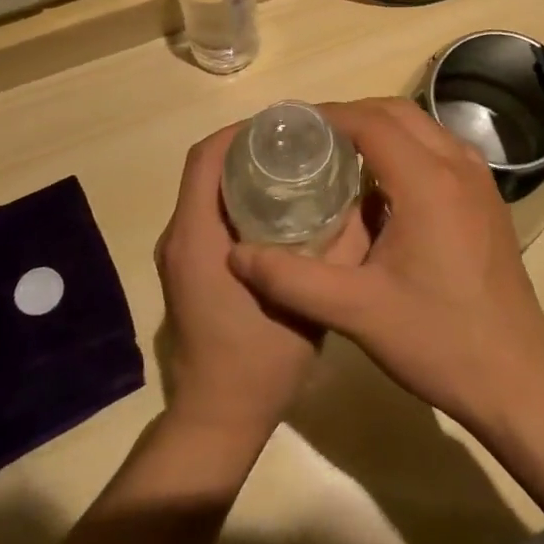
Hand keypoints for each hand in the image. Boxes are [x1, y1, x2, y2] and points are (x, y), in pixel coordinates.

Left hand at [154, 124, 364, 461]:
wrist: (217, 419)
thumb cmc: (260, 360)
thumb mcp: (310, 301)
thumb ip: (338, 250)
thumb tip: (363, 201)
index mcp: (197, 237)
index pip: (205, 158)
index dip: (240, 131)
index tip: (283, 124)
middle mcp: (180, 238)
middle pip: (206, 168)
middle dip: (247, 146)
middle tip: (299, 142)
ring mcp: (180, 256)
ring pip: (206, 191)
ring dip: (242, 171)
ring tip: (295, 166)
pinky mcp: (189, 270)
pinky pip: (209, 215)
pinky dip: (238, 199)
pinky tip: (281, 208)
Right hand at [228, 98, 543, 436]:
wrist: (516, 374)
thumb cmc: (438, 340)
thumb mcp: (356, 312)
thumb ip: (291, 280)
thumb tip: (237, 257)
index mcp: (428, 181)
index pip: (371, 121)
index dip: (327, 117)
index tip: (289, 128)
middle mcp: (458, 165)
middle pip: (398, 113)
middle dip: (351, 116)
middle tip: (308, 140)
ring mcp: (479, 178)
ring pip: (423, 128)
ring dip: (380, 129)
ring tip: (337, 155)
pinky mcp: (487, 197)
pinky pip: (440, 150)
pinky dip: (406, 149)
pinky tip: (380, 186)